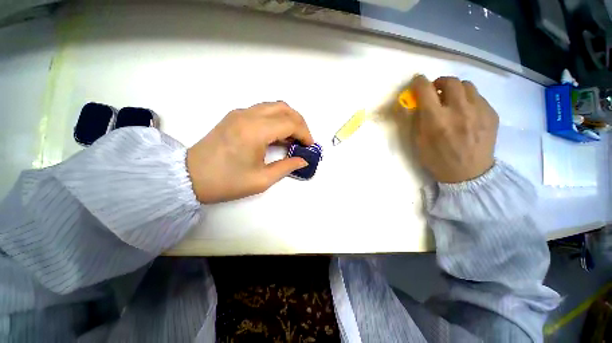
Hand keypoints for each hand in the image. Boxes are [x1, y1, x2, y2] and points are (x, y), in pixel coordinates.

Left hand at [186, 101, 313, 203]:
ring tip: (293, 137)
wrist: (189, 177)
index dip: (305, 133)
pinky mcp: (234, 116)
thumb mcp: (261, 180)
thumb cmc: (226, 182)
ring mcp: (239, 113)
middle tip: (304, 140)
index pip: (290, 123)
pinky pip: (262, 110)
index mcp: (255, 131)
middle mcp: (248, 115)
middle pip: (284, 108)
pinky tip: (277, 134)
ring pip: (273, 106)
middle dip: (300, 123)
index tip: (310, 146)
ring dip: (288, 119)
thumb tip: (303, 160)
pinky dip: (276, 119)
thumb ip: (286, 167)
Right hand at [409, 75, 497, 182]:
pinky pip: (479, 97)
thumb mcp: (418, 143)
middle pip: (450, 81)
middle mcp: (458, 111)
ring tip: (452, 101)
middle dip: (439, 82)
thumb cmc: (437, 160)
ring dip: (455, 89)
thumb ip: (415, 121)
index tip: (417, 82)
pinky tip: (466, 112)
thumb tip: (414, 104)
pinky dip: (468, 99)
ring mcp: (479, 111)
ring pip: (467, 85)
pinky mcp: (491, 114)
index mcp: (436, 120)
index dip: (419, 82)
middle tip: (435, 91)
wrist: (469, 174)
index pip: (425, 90)